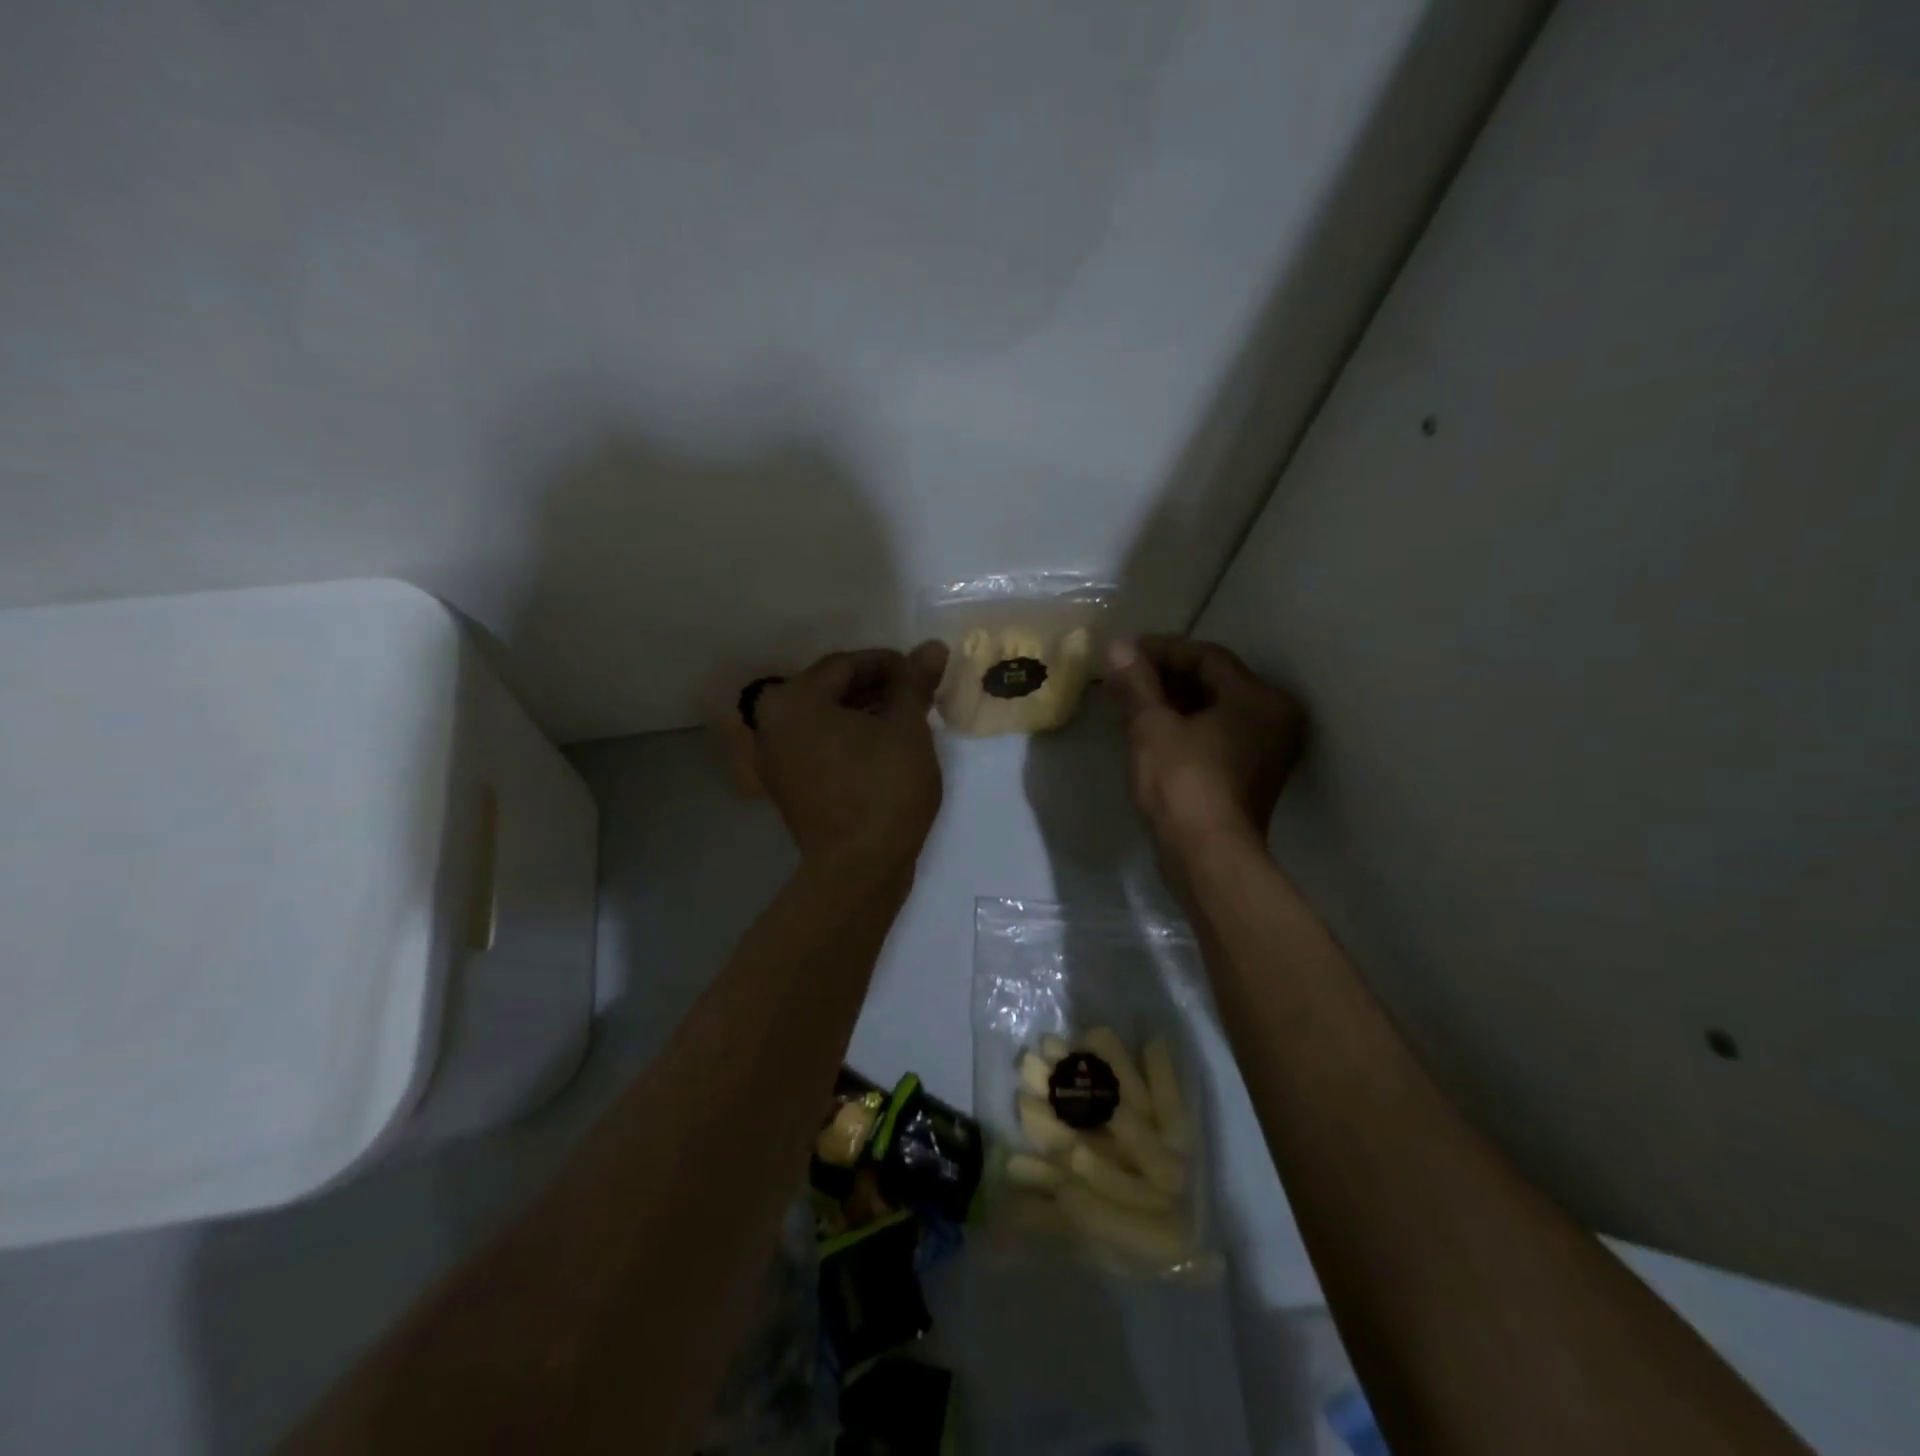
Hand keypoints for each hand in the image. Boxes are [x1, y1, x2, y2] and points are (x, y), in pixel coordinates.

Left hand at [754, 644, 948, 869]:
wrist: (859, 869)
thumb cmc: (884, 790)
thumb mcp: (907, 729)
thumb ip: (914, 683)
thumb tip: (931, 647)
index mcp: (794, 701)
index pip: (846, 664)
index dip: (889, 663)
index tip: (923, 672)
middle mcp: (771, 723)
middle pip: (830, 689)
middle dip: (876, 687)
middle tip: (917, 695)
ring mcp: (774, 758)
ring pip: (824, 718)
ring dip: (863, 712)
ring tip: (905, 719)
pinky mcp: (786, 786)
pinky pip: (817, 745)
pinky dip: (847, 738)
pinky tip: (881, 745)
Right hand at [1105, 636, 1304, 867]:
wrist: (1207, 858)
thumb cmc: (1182, 784)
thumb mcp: (1152, 727)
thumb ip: (1136, 683)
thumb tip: (1117, 646)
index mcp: (1259, 698)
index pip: (1207, 657)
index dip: (1162, 650)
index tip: (1125, 653)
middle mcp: (1274, 718)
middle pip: (1215, 681)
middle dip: (1166, 676)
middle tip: (1125, 676)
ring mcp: (1266, 750)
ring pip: (1215, 709)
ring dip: (1173, 701)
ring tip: (1131, 701)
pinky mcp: (1251, 776)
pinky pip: (1217, 735)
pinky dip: (1186, 726)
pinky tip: (1150, 729)